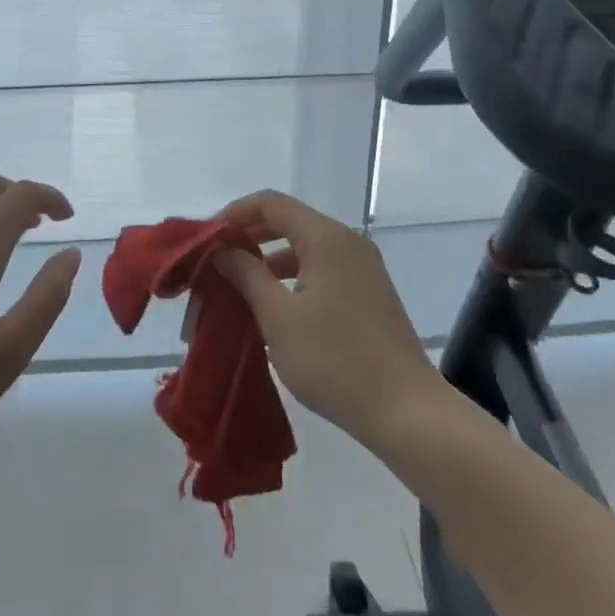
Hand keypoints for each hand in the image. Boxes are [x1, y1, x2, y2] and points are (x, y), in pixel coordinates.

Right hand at [215, 191, 442, 447]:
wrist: (407, 412)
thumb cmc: (335, 360)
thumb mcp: (279, 318)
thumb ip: (247, 276)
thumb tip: (224, 250)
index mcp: (325, 237)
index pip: (271, 203)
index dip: (236, 213)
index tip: (208, 237)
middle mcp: (347, 241)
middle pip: (289, 221)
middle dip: (250, 237)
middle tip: (218, 261)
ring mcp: (362, 267)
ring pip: (305, 247)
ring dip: (270, 260)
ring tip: (239, 286)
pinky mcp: (369, 293)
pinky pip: (322, 268)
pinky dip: (293, 277)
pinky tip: (275, 306)